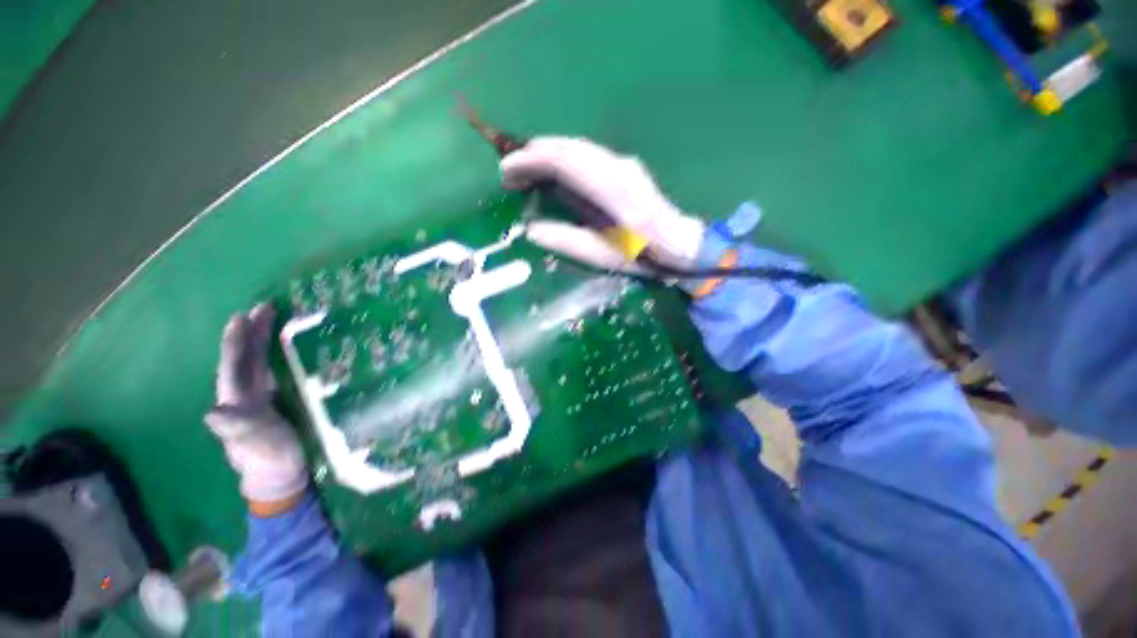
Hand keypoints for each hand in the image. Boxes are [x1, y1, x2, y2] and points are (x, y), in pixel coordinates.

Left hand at [205, 304, 307, 507]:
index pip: (235, 364)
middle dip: (252, 332)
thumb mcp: (254, 444)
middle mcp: (244, 393)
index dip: (238, 340)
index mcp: (237, 399)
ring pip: (257, 362)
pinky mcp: (275, 400)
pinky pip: (272, 370)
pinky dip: (276, 354)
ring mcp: (259, 396)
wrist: (279, 474)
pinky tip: (286, 348)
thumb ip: (236, 428)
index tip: (244, 315)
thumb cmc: (269, 457)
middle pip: (245, 357)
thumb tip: (213, 411)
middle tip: (265, 307)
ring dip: (264, 339)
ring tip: (273, 320)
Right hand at [501, 137, 704, 270]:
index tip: (505, 172)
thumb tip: (531, 230)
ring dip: (546, 153)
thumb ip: (567, 241)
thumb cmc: (641, 256)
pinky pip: (585, 154)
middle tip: (509, 172)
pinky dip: (562, 158)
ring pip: (576, 147)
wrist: (678, 245)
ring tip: (523, 170)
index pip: (565, 161)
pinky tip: (550, 170)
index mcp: (613, 193)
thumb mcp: (603, 257)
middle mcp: (618, 168)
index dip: (531, 161)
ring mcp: (623, 163)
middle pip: (568, 147)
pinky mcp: (623, 166)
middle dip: (533, 154)